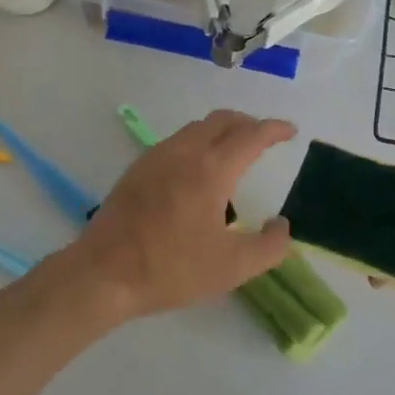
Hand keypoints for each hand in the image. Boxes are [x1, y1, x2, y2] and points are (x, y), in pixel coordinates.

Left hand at [66, 110, 295, 324]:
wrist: (103, 274)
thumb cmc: (171, 269)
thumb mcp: (232, 267)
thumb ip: (269, 247)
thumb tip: (282, 225)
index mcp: (211, 170)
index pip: (251, 135)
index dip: (274, 129)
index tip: (290, 131)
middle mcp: (184, 152)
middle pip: (222, 120)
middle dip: (248, 123)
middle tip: (264, 139)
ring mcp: (156, 157)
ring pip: (196, 127)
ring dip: (221, 130)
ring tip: (233, 152)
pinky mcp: (137, 169)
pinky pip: (176, 141)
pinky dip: (197, 141)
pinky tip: (196, 170)